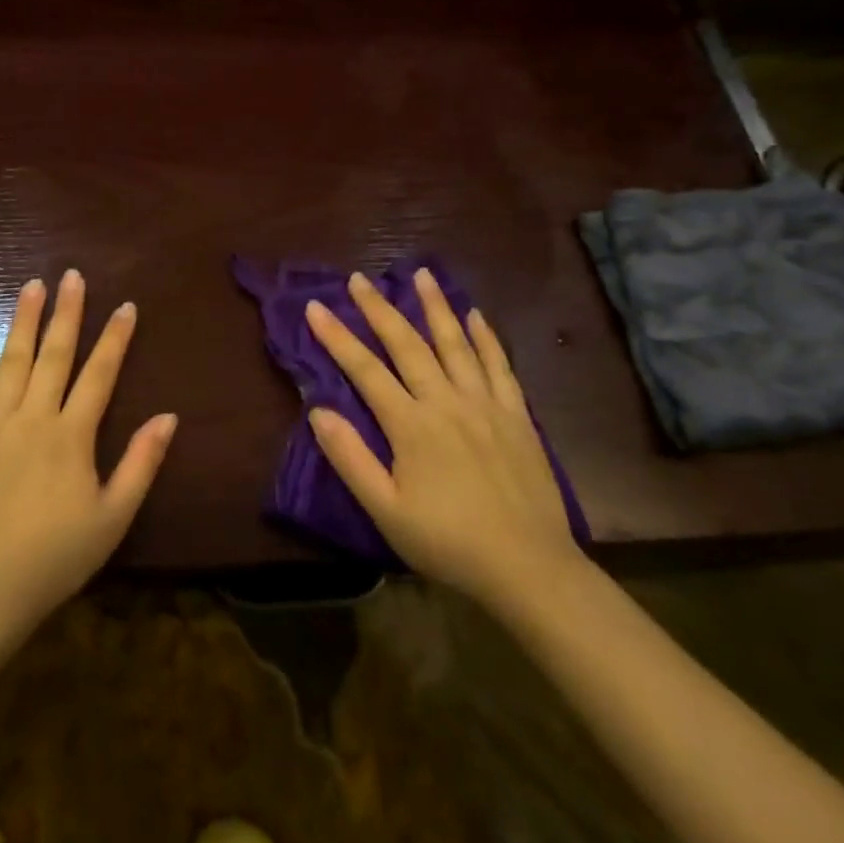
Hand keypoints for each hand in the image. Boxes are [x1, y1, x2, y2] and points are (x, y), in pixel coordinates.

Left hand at [0, 271, 175, 635]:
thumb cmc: (56, 557)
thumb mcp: (113, 517)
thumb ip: (141, 463)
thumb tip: (168, 417)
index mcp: (72, 436)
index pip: (100, 374)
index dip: (115, 338)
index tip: (125, 306)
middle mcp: (33, 417)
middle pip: (54, 355)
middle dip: (67, 313)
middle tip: (72, 276)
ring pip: (11, 360)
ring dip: (23, 320)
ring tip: (32, 285)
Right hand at [305, 268, 585, 617]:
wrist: (529, 568)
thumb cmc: (448, 542)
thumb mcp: (386, 510)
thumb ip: (350, 458)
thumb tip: (318, 411)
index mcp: (411, 425)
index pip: (365, 370)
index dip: (337, 336)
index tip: (315, 307)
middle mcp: (446, 402)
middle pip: (408, 344)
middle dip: (379, 309)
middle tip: (359, 278)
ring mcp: (486, 404)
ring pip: (456, 343)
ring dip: (435, 306)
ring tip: (421, 274)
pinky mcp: (517, 415)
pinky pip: (499, 365)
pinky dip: (485, 337)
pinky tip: (476, 315)